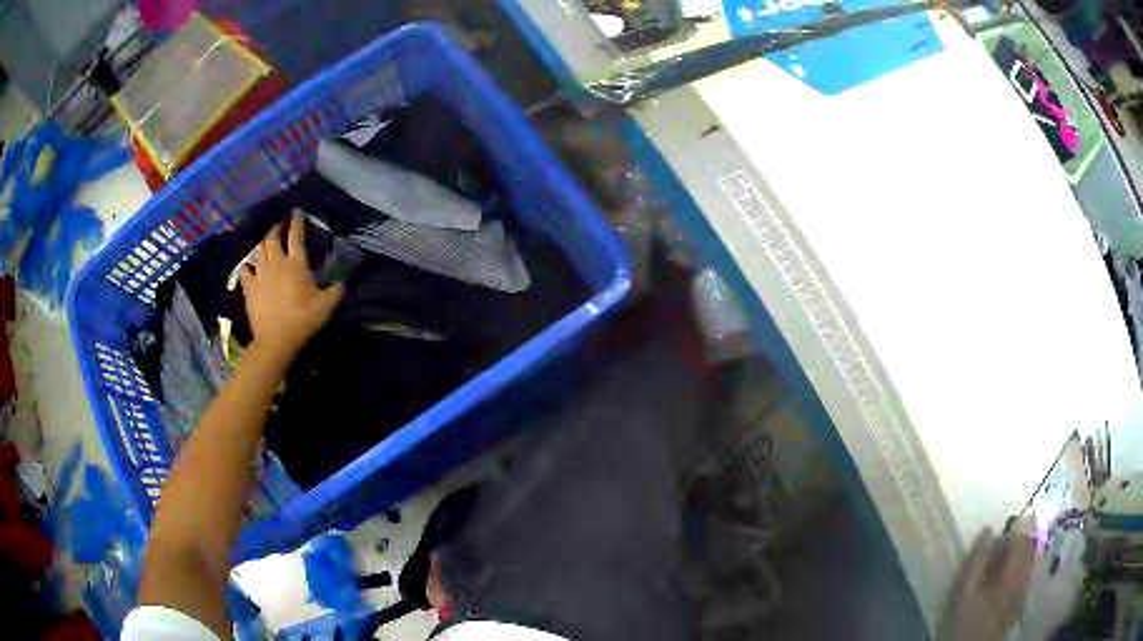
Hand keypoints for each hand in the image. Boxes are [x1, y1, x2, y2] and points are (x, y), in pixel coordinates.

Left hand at [239, 211, 344, 361]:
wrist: (275, 340)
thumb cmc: (303, 320)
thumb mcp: (327, 306)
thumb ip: (336, 291)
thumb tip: (343, 282)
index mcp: (296, 264)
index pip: (296, 236)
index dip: (297, 222)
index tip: (297, 212)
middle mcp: (277, 263)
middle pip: (273, 238)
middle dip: (276, 228)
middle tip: (279, 225)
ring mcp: (260, 274)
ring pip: (259, 250)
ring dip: (263, 242)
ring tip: (266, 241)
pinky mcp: (249, 287)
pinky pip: (245, 270)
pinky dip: (248, 266)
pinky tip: (249, 266)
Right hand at [937, 517, 1036, 640]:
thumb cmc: (965, 621)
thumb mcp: (964, 591)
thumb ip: (977, 559)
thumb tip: (988, 530)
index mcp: (1016, 568)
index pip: (1026, 532)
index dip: (1016, 524)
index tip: (1001, 528)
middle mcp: (1027, 574)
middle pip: (1032, 544)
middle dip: (1020, 537)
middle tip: (1000, 543)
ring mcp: (1026, 589)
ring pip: (1031, 559)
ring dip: (1020, 553)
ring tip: (1000, 561)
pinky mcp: (1020, 602)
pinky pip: (1027, 574)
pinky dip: (1019, 568)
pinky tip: (1003, 580)